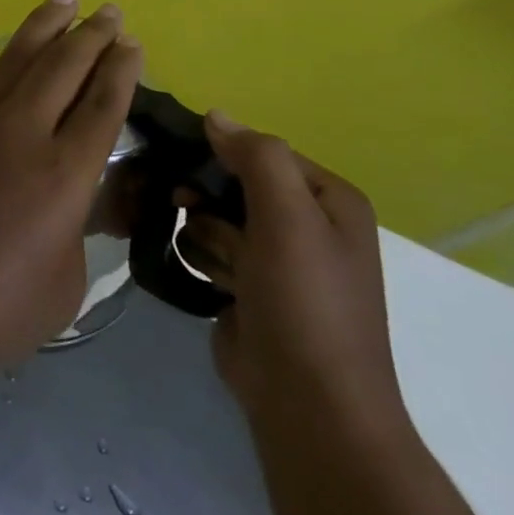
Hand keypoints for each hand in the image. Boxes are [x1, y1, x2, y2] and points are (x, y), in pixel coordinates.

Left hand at [0, 0, 145, 382]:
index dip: (121, 72)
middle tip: (109, 11)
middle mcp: (20, 136)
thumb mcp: (61, 289)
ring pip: (13, 60)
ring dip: (41, 26)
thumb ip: (77, 233)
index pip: (103, 109)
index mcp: (64, 178)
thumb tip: (74, 200)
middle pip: (64, 70)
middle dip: (92, 36)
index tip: (132, 44)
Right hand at [182, 115, 407, 437]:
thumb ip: (256, 158)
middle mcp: (305, 223)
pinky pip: (207, 249)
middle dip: (206, 197)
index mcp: (328, 200)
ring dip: (204, 235)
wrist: (307, 400)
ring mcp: (274, 257)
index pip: (261, 151)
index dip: (221, 154)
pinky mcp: (246, 285)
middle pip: (233, 182)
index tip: (185, 165)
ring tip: (219, 266)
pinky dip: (202, 259)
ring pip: (212, 215)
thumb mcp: (289, 218)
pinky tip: (210, 281)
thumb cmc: (305, 301)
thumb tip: (215, 114)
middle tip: (185, 207)